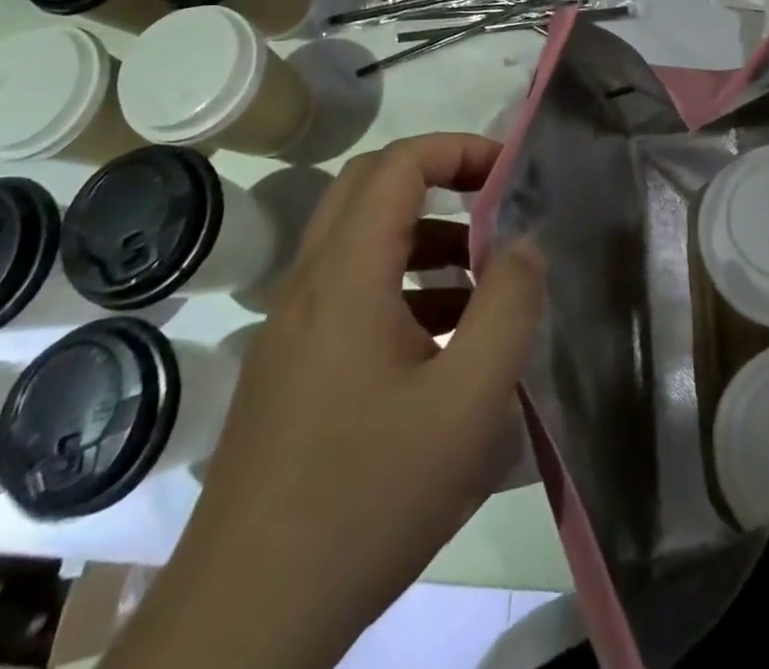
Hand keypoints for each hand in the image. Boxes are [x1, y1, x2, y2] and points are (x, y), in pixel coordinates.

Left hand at [111, 134, 546, 668]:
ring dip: (422, 237)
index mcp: (346, 275)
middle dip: (439, 181)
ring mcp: (290, 328)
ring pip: (358, 241)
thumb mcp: (467, 404)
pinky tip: (442, 344)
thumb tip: (525, 243)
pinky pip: (347, 292)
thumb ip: (509, 308)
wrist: (243, 624)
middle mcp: (309, 285)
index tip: (510, 171)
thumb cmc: (366, 498)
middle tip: (495, 207)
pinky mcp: (287, 369)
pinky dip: (400, 285)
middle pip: (369, 188)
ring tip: (483, 282)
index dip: (457, 148)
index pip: (398, 164)